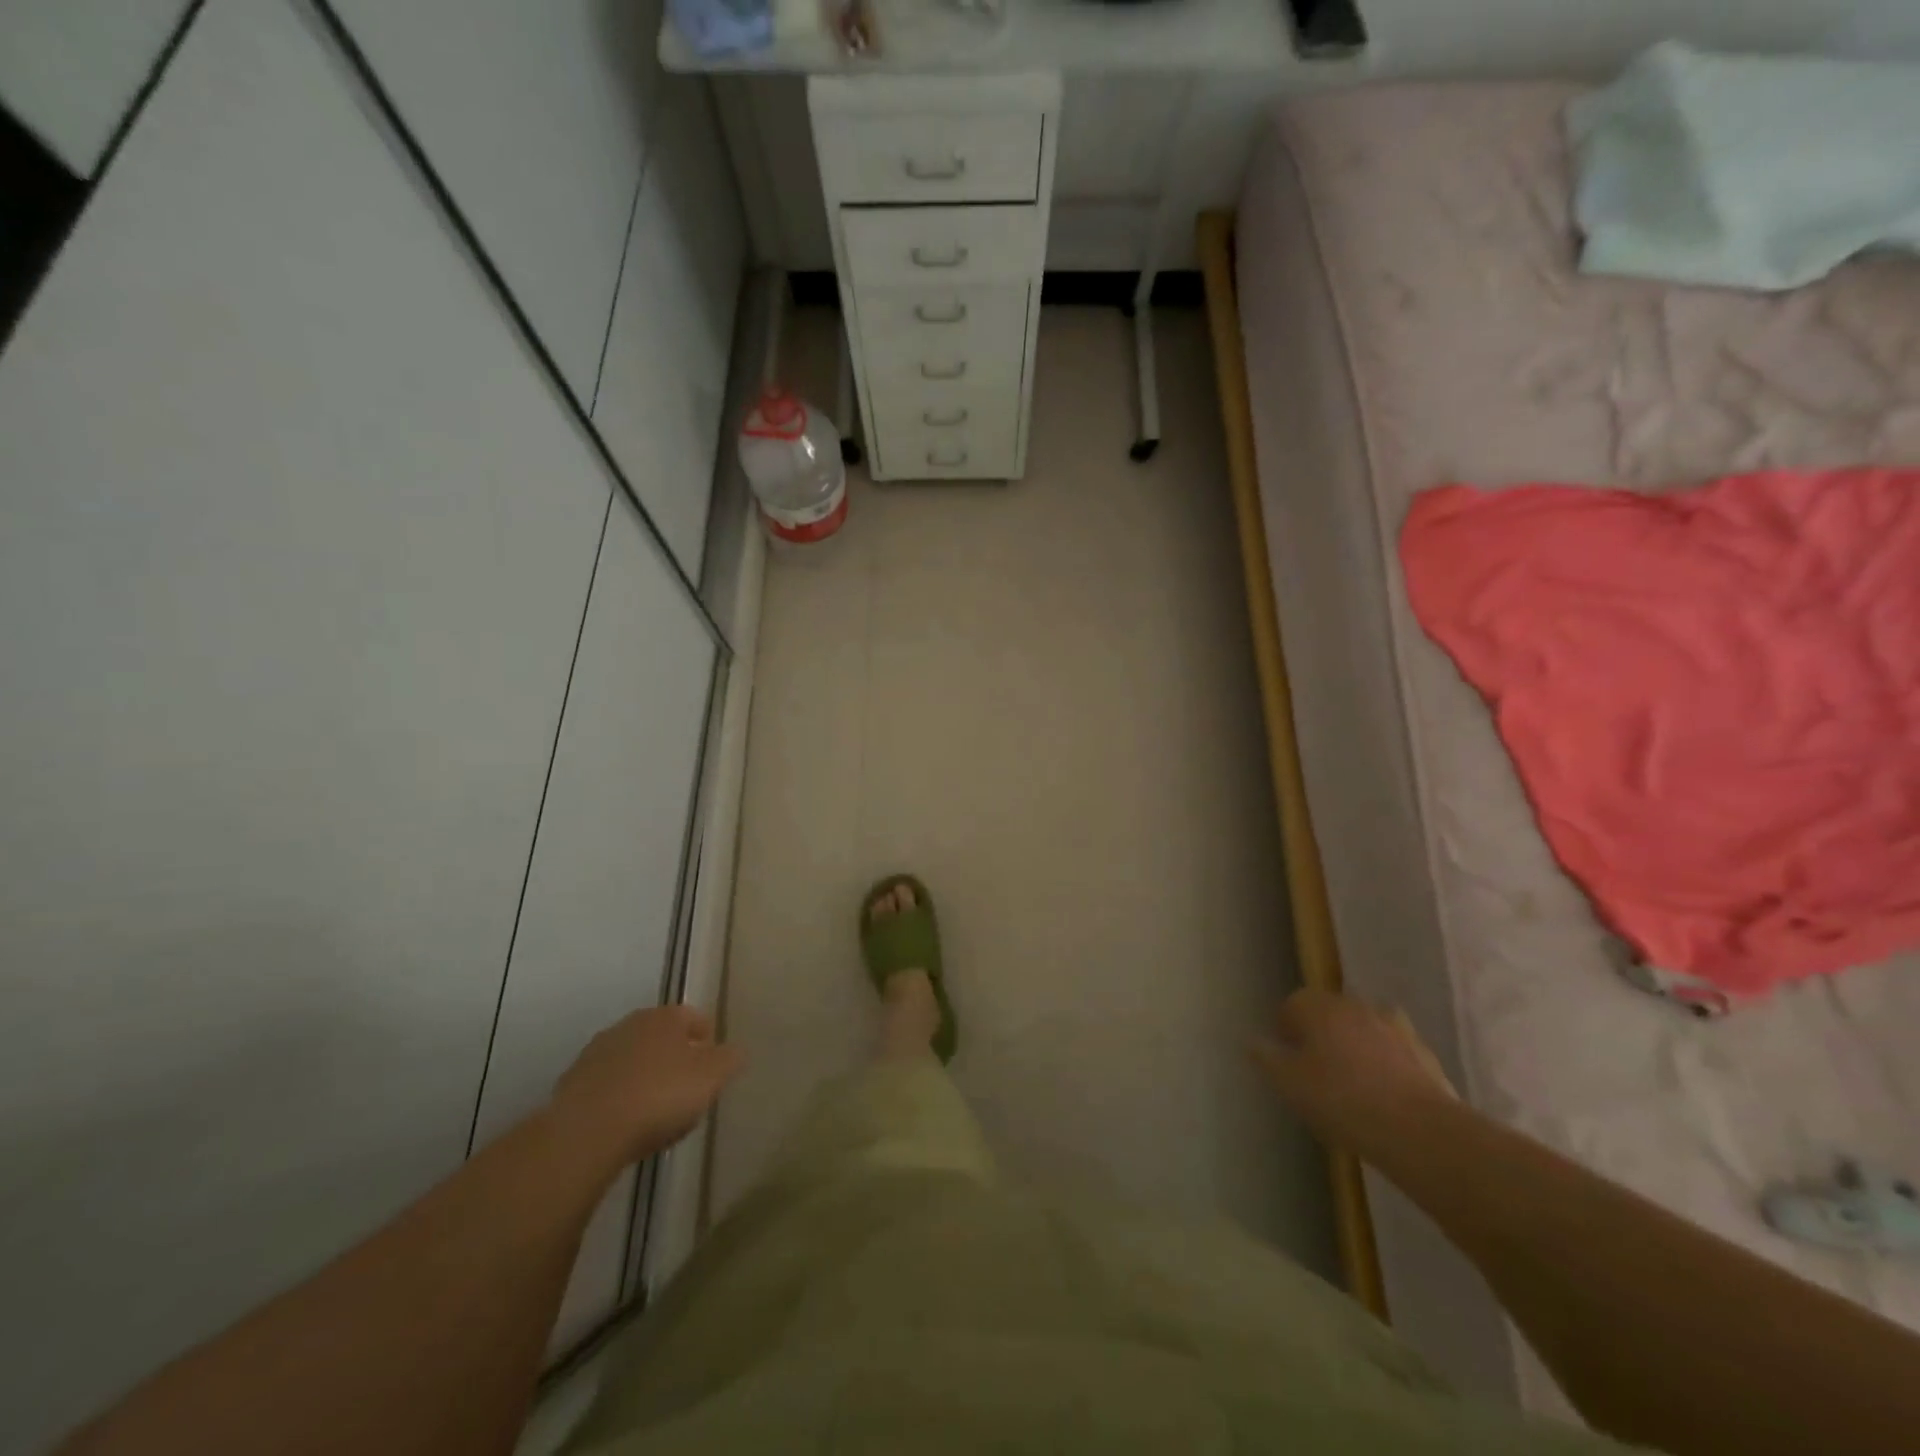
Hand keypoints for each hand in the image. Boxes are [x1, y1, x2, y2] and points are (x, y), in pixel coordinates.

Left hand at [550, 1005, 742, 1168]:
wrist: (586, 1133)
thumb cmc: (659, 1096)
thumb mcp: (711, 1077)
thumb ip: (729, 1060)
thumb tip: (734, 1052)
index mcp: (665, 1017)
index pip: (695, 1018)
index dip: (708, 1041)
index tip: (714, 1068)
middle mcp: (630, 1024)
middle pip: (661, 1038)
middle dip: (675, 1059)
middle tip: (687, 1091)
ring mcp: (596, 1053)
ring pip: (632, 1061)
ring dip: (644, 1078)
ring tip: (655, 1113)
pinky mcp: (571, 1084)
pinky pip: (607, 1087)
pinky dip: (618, 1099)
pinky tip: (625, 1125)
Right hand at [1252, 989, 1454, 1157]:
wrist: (1418, 1131)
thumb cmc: (1341, 1100)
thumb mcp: (1289, 1084)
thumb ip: (1267, 1058)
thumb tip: (1252, 1041)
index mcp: (1318, 1006)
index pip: (1291, 1005)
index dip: (1285, 1032)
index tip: (1287, 1061)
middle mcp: (1354, 1005)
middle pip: (1329, 1012)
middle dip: (1321, 1034)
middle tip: (1317, 1071)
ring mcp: (1393, 1026)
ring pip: (1363, 1028)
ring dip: (1355, 1044)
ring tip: (1353, 1081)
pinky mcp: (1423, 1052)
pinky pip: (1394, 1050)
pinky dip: (1386, 1062)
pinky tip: (1385, 1093)